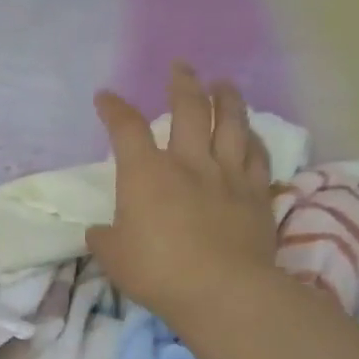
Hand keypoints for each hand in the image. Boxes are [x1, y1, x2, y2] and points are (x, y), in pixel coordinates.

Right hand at [85, 63, 278, 330]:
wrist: (221, 291)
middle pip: (189, 109)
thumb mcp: (113, 258)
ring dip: (226, 98)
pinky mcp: (256, 194)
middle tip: (181, 67)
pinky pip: (258, 156)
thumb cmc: (156, 272)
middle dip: (182, 83)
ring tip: (223, 83)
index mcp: (146, 174)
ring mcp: (228, 175)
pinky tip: (250, 133)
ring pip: (231, 123)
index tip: (106, 97)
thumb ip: (105, 238)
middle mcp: (188, 163)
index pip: (126, 129)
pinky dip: (252, 139)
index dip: (114, 108)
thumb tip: (100, 231)